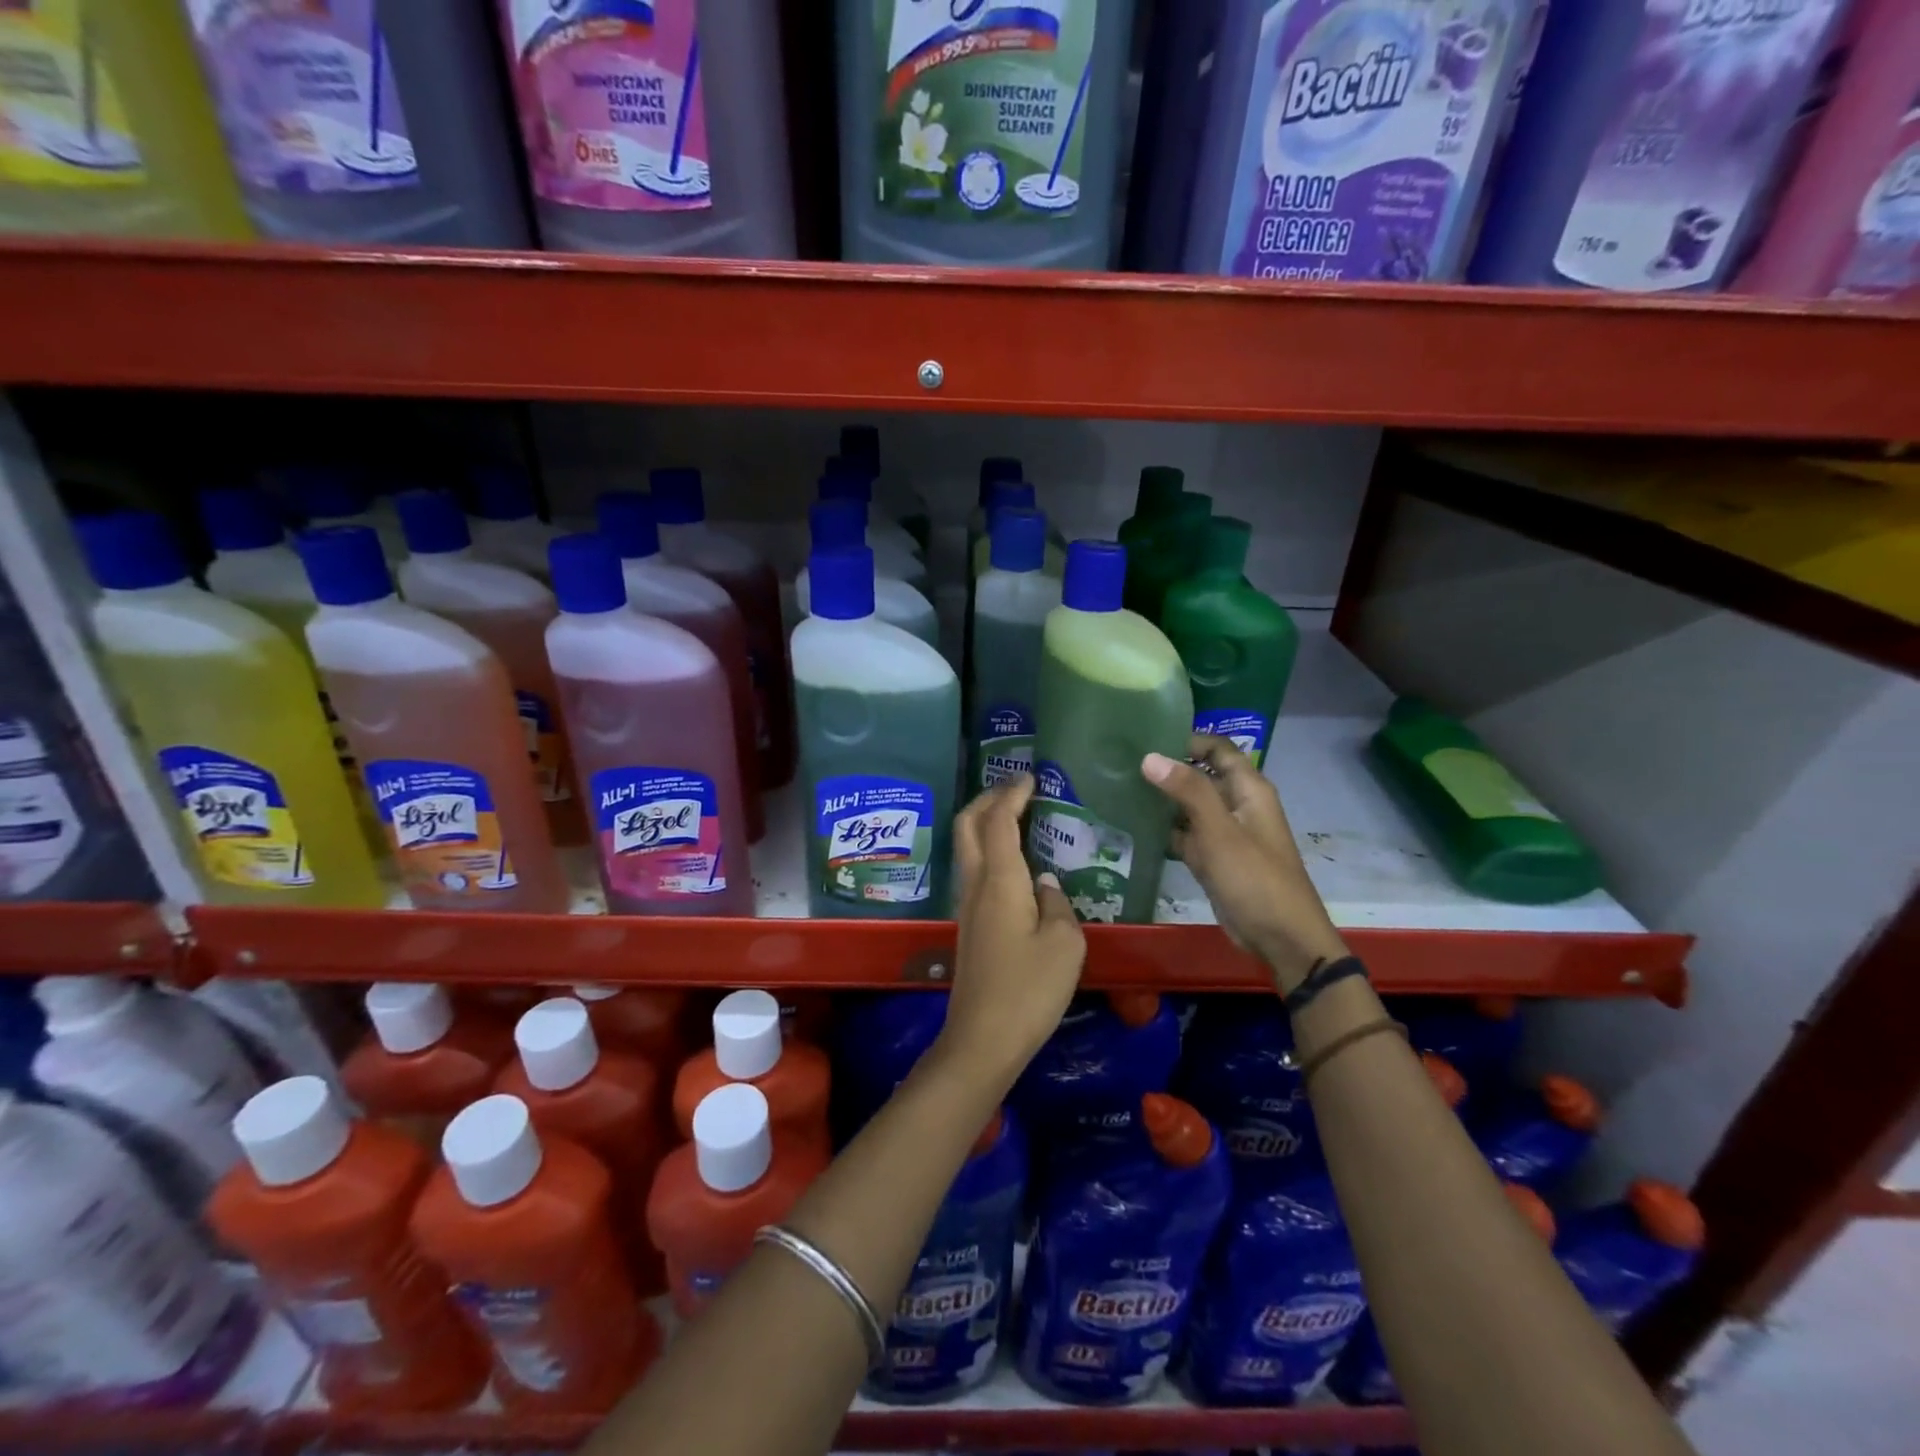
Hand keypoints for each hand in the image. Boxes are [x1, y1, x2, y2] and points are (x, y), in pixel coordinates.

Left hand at [940, 773, 1085, 1094]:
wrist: (982, 1039)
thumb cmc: (1029, 989)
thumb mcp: (1065, 945)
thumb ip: (1059, 905)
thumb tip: (1046, 883)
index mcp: (1000, 880)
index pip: (999, 820)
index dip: (1012, 793)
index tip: (1031, 776)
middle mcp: (976, 884)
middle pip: (969, 825)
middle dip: (988, 798)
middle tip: (1016, 789)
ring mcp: (967, 905)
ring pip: (967, 846)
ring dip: (986, 823)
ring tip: (1017, 816)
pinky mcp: (969, 925)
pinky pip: (975, 870)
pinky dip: (989, 849)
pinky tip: (1015, 863)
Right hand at [1143, 735, 1346, 991]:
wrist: (1280, 937)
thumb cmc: (1254, 878)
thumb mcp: (1219, 831)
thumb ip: (1188, 791)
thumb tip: (1150, 757)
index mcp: (1248, 790)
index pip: (1218, 749)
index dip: (1187, 740)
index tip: (1147, 739)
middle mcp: (1237, 805)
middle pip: (1201, 775)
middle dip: (1168, 769)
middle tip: (1124, 763)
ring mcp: (1224, 833)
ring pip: (1190, 806)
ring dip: (1163, 799)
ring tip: (1121, 789)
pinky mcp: (1213, 858)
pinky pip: (1185, 834)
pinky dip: (1164, 830)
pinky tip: (1134, 825)